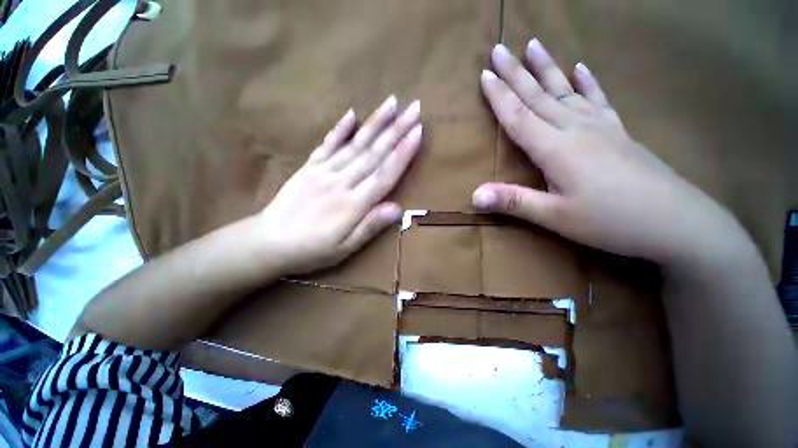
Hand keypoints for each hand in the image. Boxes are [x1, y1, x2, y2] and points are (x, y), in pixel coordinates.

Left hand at [257, 96, 421, 274]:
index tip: (418, 132)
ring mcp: (323, 171)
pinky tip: (352, 114)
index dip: (402, 153)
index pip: (384, 174)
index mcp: (353, 204)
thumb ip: (370, 226)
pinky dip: (340, 128)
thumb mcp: (345, 248)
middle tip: (414, 108)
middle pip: (373, 153)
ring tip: (392, 103)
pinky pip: (327, 144)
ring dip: (375, 123)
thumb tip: (397, 208)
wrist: (268, 243)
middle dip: (396, 130)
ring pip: (355, 144)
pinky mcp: (309, 167)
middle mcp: (341, 182)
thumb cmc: (311, 250)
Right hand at [473, 40, 742, 265]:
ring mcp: (600, 127)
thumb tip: (474, 196)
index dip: (499, 97)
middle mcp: (575, 129)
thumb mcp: (555, 217)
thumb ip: (513, 202)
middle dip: (516, 73)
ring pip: (566, 90)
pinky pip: (598, 100)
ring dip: (548, 67)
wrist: (677, 223)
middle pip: (539, 96)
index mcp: (556, 149)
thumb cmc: (611, 221)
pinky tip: (581, 67)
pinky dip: (588, 82)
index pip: (519, 116)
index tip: (484, 74)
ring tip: (535, 44)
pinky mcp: (618, 132)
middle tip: (499, 48)